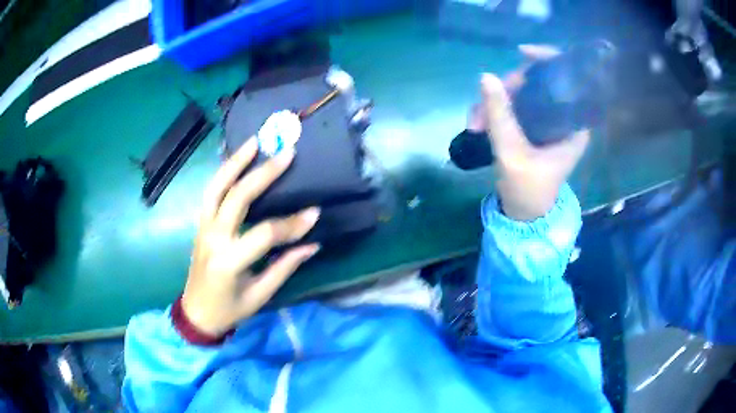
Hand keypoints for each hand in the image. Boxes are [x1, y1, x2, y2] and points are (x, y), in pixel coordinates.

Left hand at [181, 138, 320, 336]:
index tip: (314, 213)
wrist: (196, 313)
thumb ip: (285, 267)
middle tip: (285, 154)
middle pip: (236, 198)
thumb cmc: (229, 310)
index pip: (264, 234)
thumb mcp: (260, 295)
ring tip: (254, 142)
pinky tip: (237, 160)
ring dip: (235, 162)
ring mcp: (203, 228)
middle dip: (263, 174)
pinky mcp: (200, 224)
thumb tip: (312, 244)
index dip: (291, 224)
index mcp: (229, 262)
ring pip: (216, 187)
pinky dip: (223, 173)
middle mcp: (213, 238)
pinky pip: (210, 192)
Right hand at [481, 45, 589, 220]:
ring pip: (520, 92)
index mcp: (572, 124)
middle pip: (537, 81)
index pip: (567, 78)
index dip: (547, 58)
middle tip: (483, 107)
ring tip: (474, 124)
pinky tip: (477, 124)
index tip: (522, 53)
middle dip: (507, 88)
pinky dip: (494, 110)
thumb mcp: (512, 153)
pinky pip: (513, 104)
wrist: (524, 212)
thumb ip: (500, 115)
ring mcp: (545, 120)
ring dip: (493, 102)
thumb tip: (485, 77)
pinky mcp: (532, 125)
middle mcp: (562, 117)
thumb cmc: (528, 189)